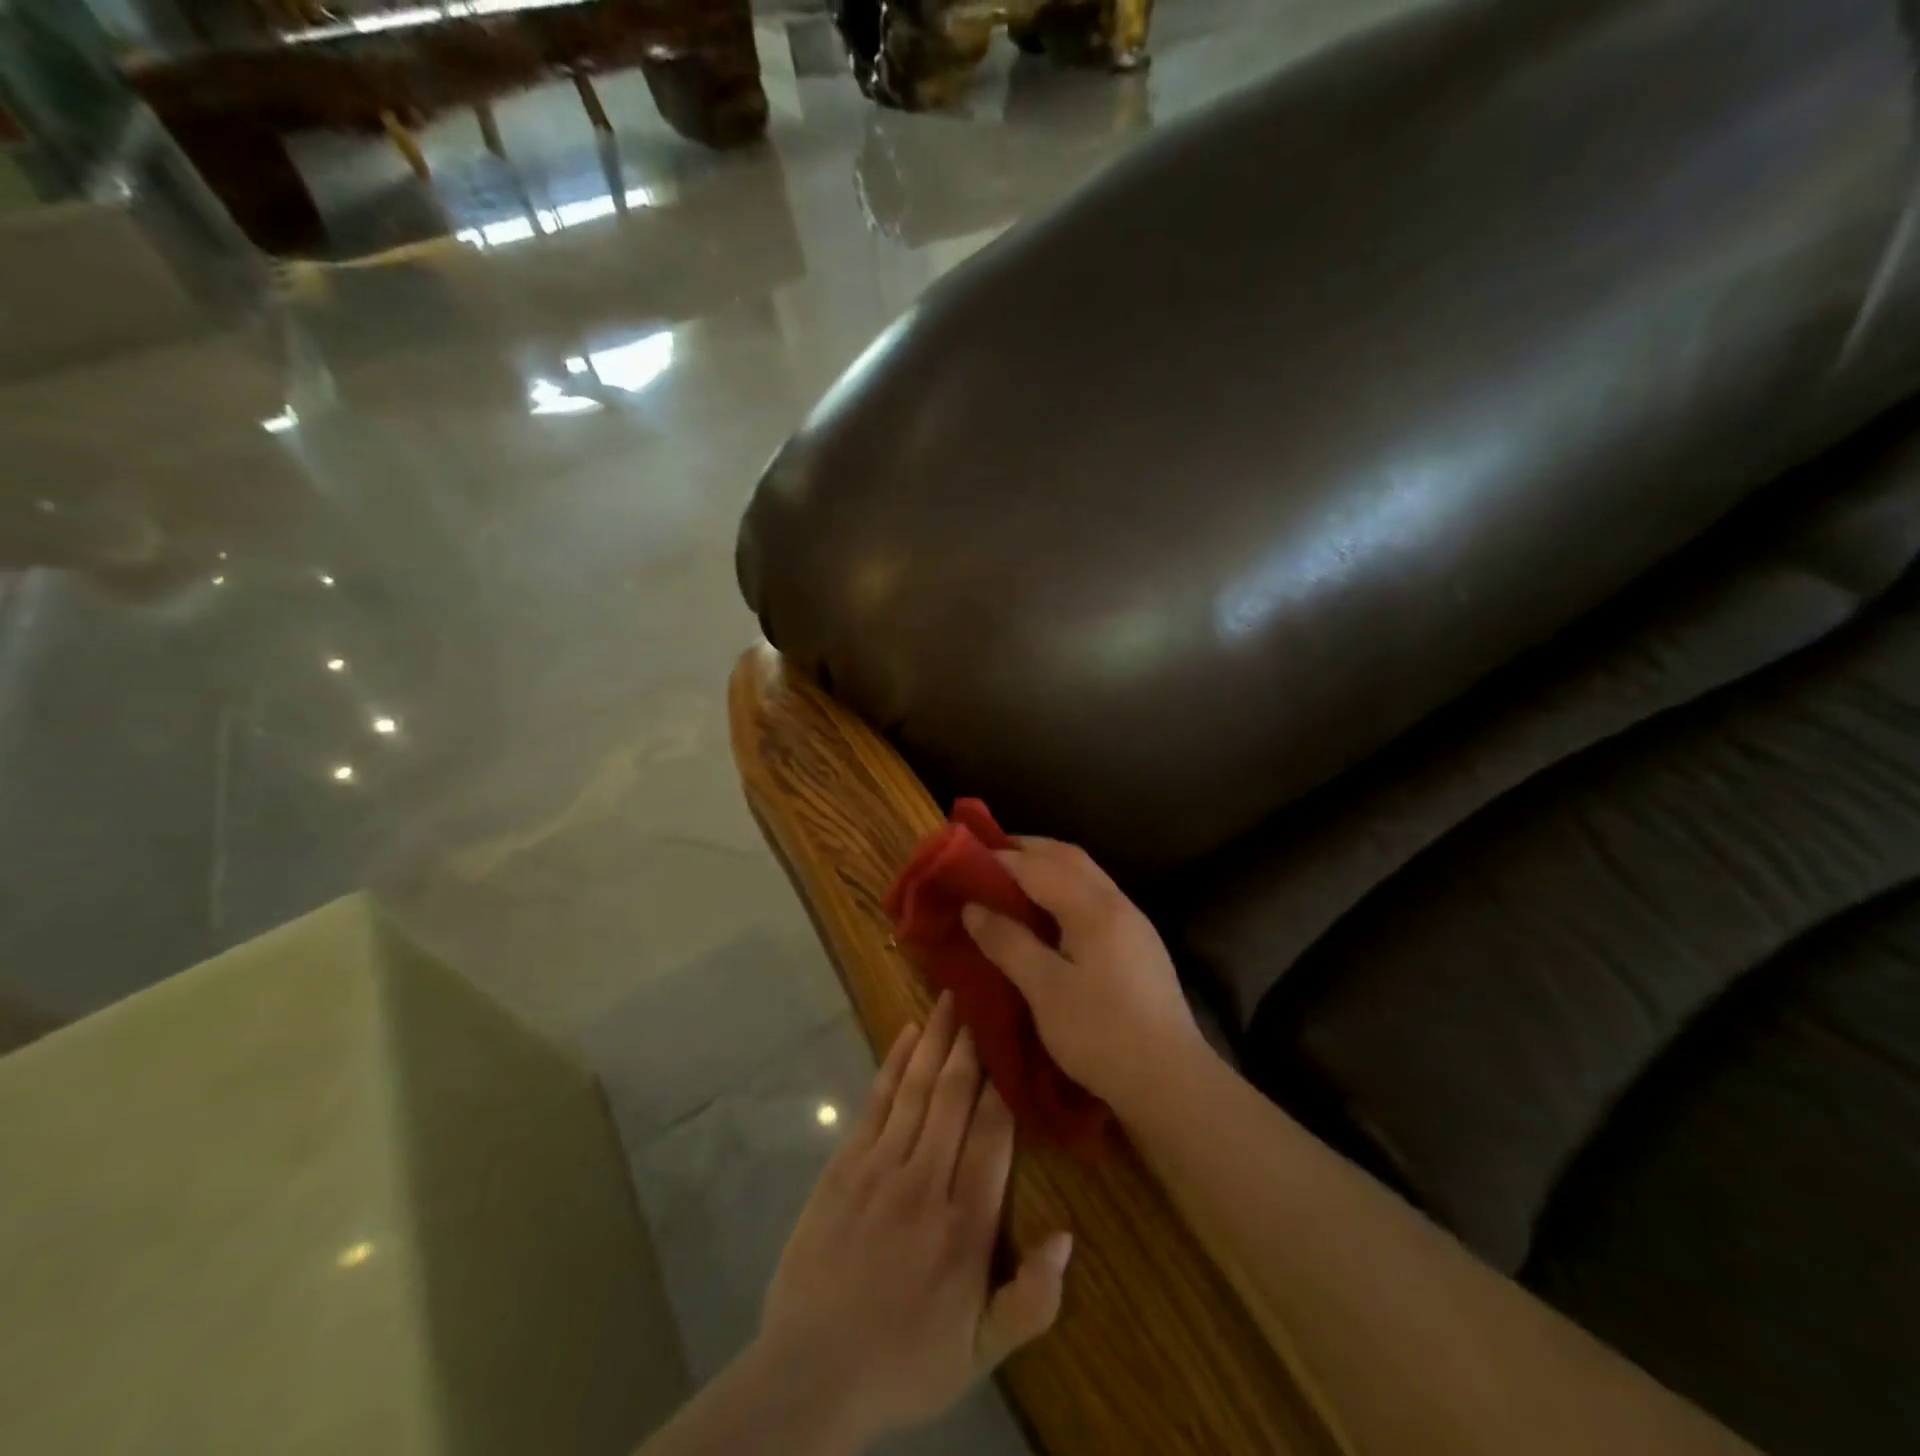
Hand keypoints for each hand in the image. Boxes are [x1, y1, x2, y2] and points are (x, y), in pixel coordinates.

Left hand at [759, 992, 1073, 1449]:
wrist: (812, 1374)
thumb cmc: (905, 1361)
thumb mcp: (980, 1354)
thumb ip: (1030, 1302)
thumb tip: (1068, 1235)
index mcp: (965, 1224)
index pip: (993, 1135)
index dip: (1003, 1083)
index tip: (1014, 1037)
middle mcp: (925, 1181)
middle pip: (955, 1097)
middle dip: (971, 1044)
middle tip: (982, 995)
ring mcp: (880, 1167)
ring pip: (917, 1088)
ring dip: (935, 1039)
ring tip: (950, 997)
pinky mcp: (844, 1165)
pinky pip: (875, 1102)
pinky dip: (893, 1063)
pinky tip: (906, 1033)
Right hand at [961, 837, 1203, 1112]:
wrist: (1171, 1081)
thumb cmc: (1101, 1034)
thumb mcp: (1044, 990)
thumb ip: (1008, 942)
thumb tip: (972, 907)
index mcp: (1093, 908)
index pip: (1038, 866)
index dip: (999, 859)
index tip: (964, 859)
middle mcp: (1117, 902)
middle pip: (1068, 857)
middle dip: (1027, 850)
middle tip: (987, 858)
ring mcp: (1133, 922)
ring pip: (1085, 876)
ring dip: (1048, 868)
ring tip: (1011, 882)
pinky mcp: (1138, 945)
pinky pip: (1094, 897)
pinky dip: (1064, 890)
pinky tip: (1048, 914)